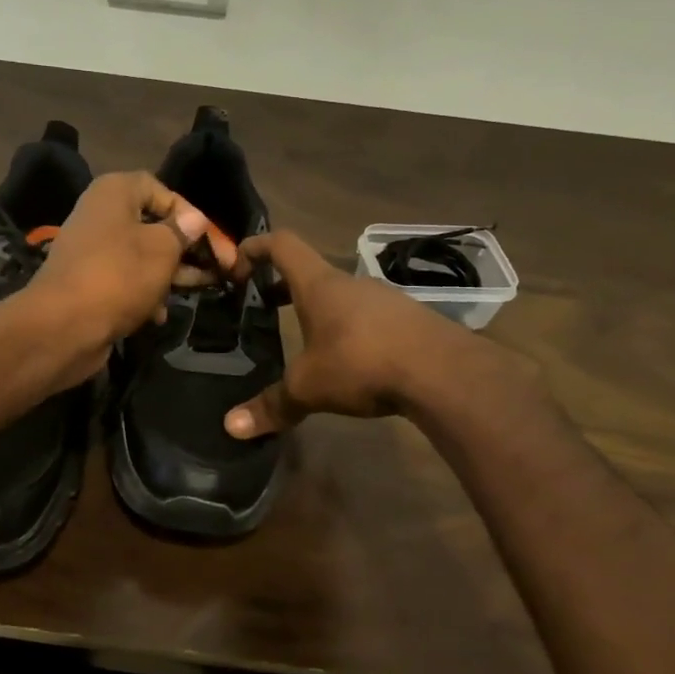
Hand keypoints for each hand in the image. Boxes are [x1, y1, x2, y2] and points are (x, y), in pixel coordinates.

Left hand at [19, 171, 232, 382]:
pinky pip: (125, 281)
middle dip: (186, 249)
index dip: (191, 215)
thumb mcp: (162, 249)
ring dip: (169, 275)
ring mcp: (92, 251)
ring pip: (142, 257)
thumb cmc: (118, 276)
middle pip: (154, 226)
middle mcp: (100, 215)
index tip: (214, 242)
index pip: (162, 191)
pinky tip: (159, 315)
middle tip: (219, 270)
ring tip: (199, 291)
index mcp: (115, 193)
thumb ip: (183, 232)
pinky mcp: (89, 283)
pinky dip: (145, 294)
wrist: (62, 326)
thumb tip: (195, 220)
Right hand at [222, 229, 529, 438]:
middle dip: (284, 288)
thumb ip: (272, 405)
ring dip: (320, 311)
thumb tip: (231, 428)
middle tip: (264, 309)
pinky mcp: (409, 320)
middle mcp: (350, 284)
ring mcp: (384, 300)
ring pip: (342, 297)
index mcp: (319, 286)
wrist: (443, 372)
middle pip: (311, 273)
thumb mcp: (309, 388)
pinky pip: (369, 318)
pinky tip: (350, 361)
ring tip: (306, 341)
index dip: (255, 247)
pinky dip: (350, 330)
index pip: (281, 245)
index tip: (236, 264)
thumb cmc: (362, 363)